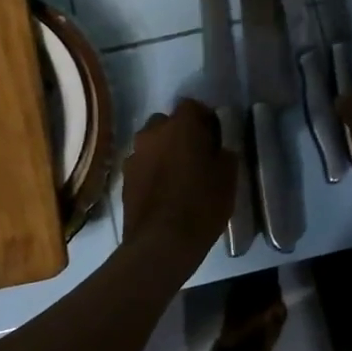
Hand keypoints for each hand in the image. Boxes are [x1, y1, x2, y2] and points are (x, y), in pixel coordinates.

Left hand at [121, 100, 236, 255]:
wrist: (161, 244)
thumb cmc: (201, 206)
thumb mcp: (228, 178)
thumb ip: (224, 153)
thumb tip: (218, 146)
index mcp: (180, 126)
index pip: (192, 106)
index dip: (205, 119)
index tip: (215, 137)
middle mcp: (151, 133)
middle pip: (167, 123)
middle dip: (180, 134)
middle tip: (196, 155)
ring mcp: (134, 156)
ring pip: (152, 144)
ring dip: (164, 152)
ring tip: (178, 175)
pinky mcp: (123, 178)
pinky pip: (142, 165)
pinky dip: (152, 171)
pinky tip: (163, 191)